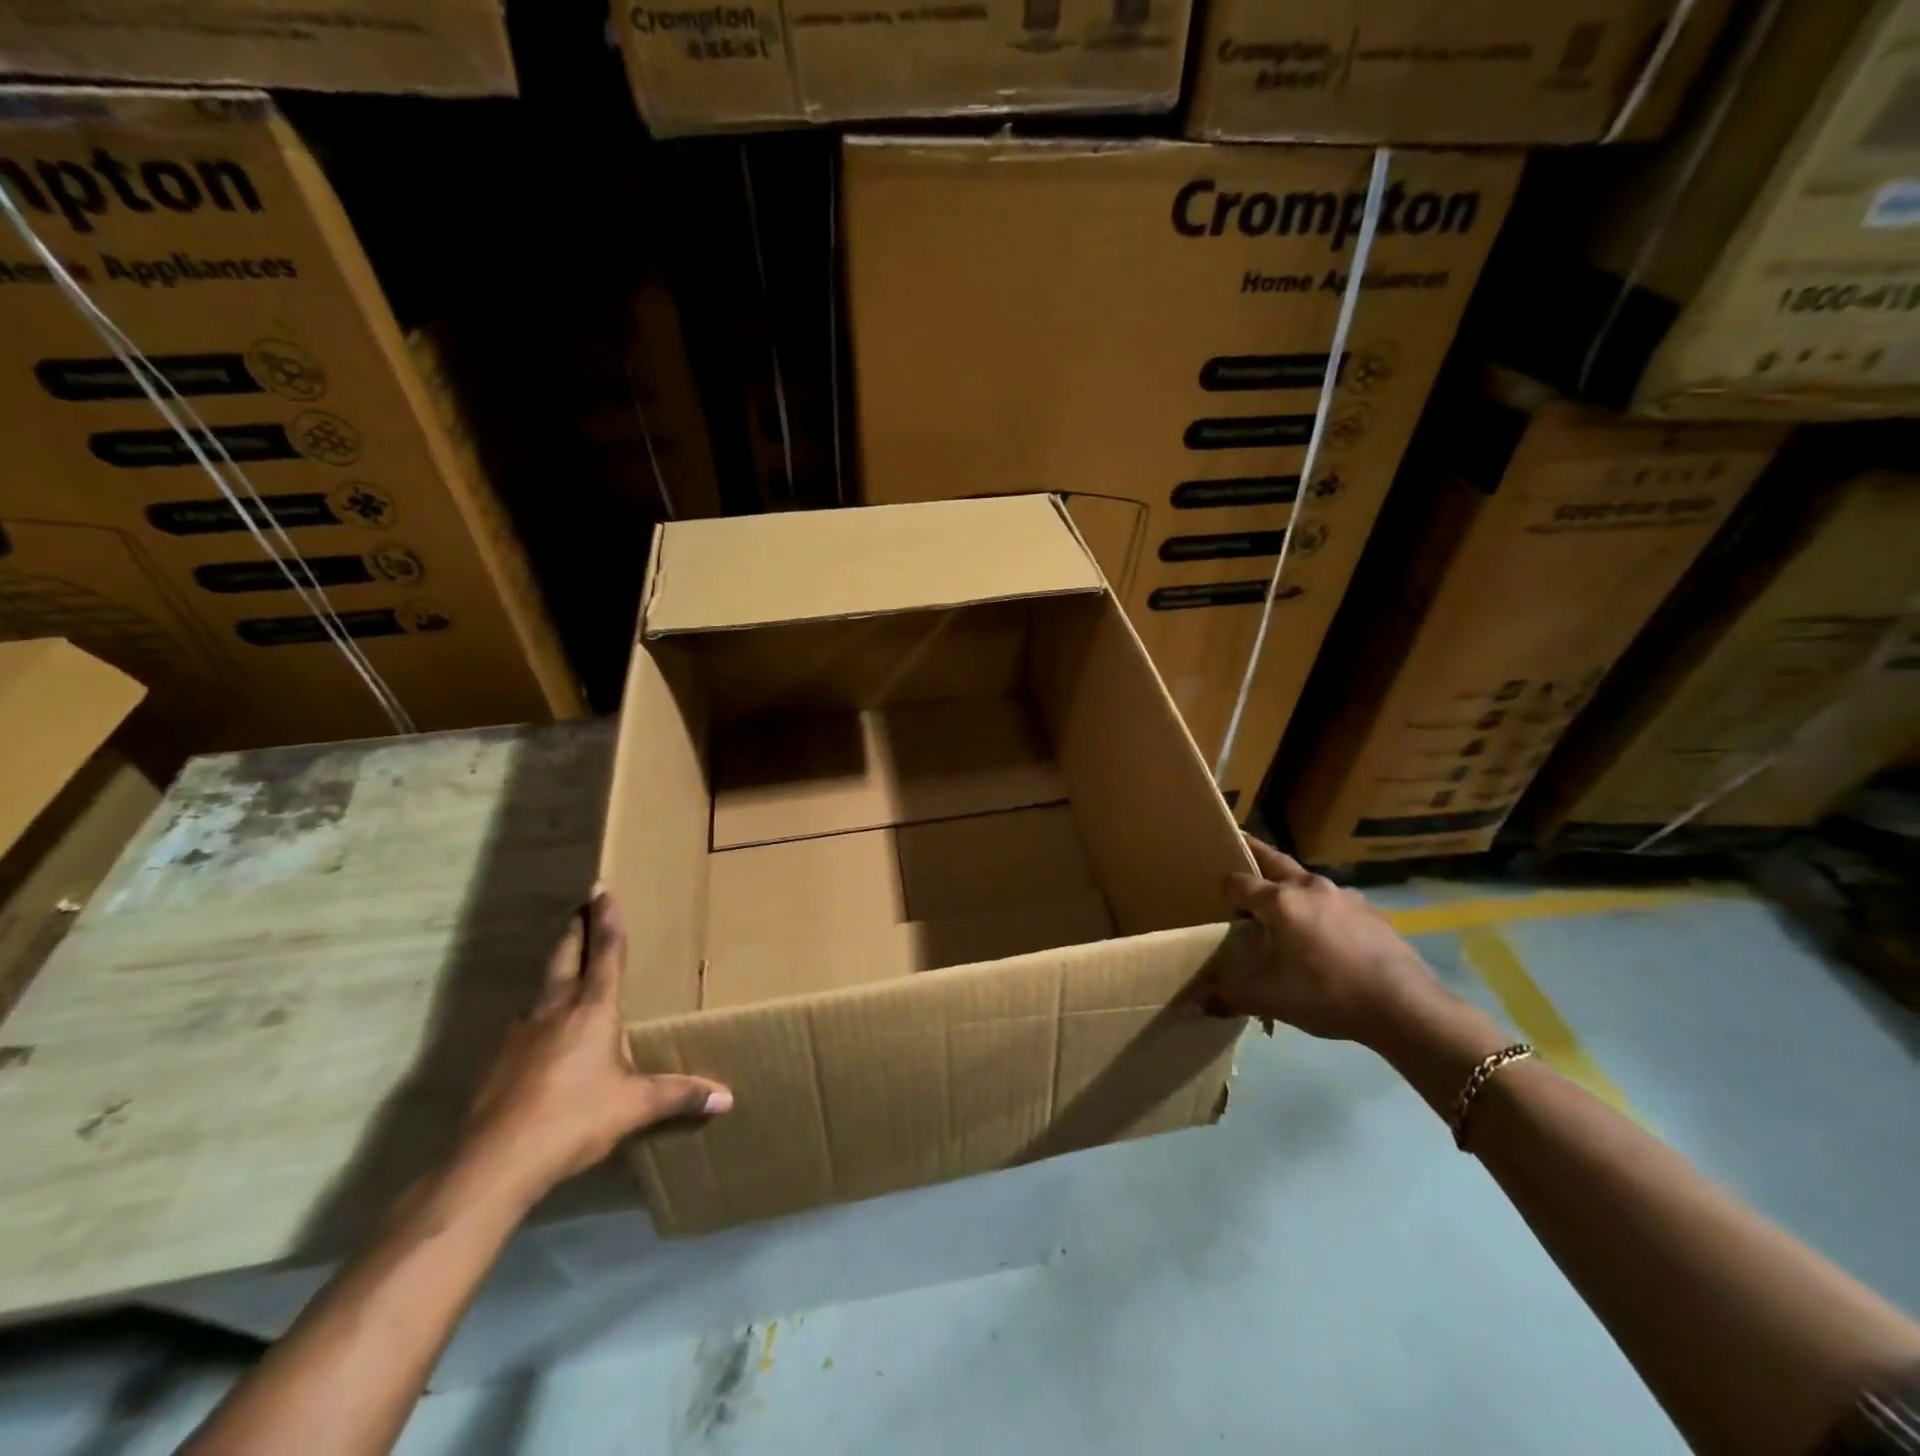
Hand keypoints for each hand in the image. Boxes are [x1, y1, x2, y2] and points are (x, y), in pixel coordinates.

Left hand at [457, 888, 731, 1205]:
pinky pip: (527, 1022)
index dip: (608, 919)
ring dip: (557, 969)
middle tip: (581, 905)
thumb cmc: (574, 1119)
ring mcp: (522, 1034)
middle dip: (577, 930)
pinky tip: (544, 1030)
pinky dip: (541, 1012)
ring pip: (543, 988)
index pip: (606, 953)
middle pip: (566, 957)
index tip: (602, 887)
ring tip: (567, 965)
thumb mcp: (635, 1106)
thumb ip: (680, 1096)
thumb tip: (727, 1098)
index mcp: (593, 1010)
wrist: (494, 1162)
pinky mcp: (500, 1061)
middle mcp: (555, 1010)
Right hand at [1213, 836, 1445, 1047]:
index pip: (1238, 882)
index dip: (1224, 889)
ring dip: (1290, 888)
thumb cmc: (1327, 994)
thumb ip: (1230, 996)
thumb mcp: (1270, 1000)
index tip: (1216, 899)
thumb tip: (1196, 1004)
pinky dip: (1320, 910)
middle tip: (1238, 855)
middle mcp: (1309, 887)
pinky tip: (1325, 938)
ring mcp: (1344, 895)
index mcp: (1279, 900)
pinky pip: (1333, 902)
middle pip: (1273, 860)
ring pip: (1306, 882)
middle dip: (1253, 856)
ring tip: (1284, 912)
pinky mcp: (1370, 911)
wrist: (1404, 1006)